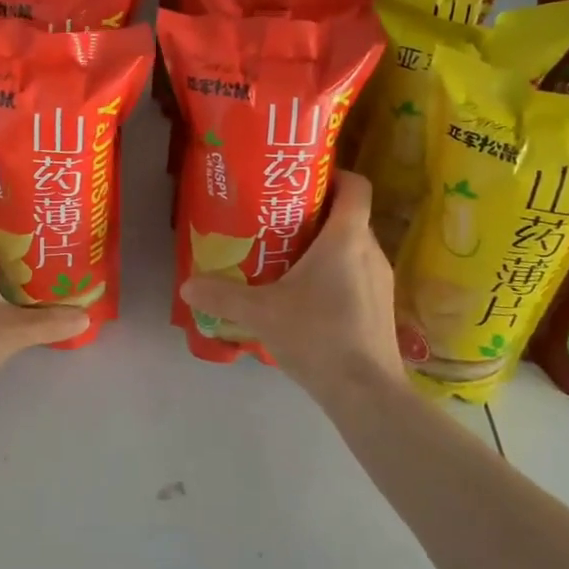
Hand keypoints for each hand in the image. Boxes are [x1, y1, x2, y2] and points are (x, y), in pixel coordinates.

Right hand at [179, 171, 407, 405]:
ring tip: (288, 257)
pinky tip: (308, 297)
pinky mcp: (382, 308)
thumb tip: (186, 285)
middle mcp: (370, 250)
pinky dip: (337, 274)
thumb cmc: (317, 335)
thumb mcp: (261, 313)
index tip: (304, 180)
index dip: (335, 175)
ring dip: (326, 247)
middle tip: (280, 219)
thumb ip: (223, 296)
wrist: (367, 393)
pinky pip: (358, 274)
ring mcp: (381, 281)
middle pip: (349, 216)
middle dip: (317, 213)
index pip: (356, 186)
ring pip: (354, 247)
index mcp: (346, 237)